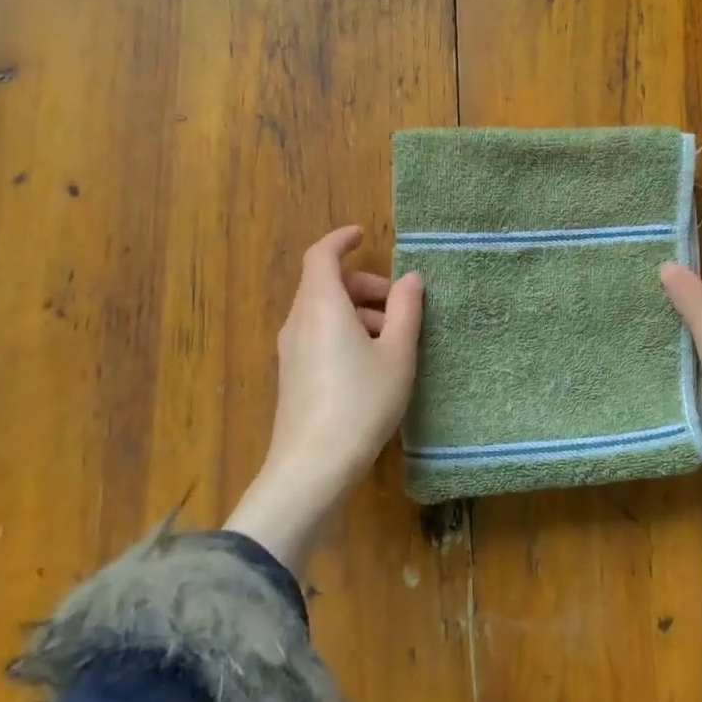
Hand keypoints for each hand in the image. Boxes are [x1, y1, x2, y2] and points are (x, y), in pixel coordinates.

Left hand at [224, 226, 423, 571]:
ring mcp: (290, 350)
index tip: (364, 236)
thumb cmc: (361, 401)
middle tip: (397, 303)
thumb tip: (410, 280)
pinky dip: (343, 331)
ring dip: (356, 311)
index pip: (321, 255)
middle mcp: (298, 320)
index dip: (341, 240)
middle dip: (362, 284)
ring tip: (391, 338)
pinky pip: (317, 334)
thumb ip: (406, 310)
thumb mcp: (397, 354)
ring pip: (322, 311)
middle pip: (325, 284)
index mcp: (321, 305)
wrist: (313, 466)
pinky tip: (370, 362)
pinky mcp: (292, 375)